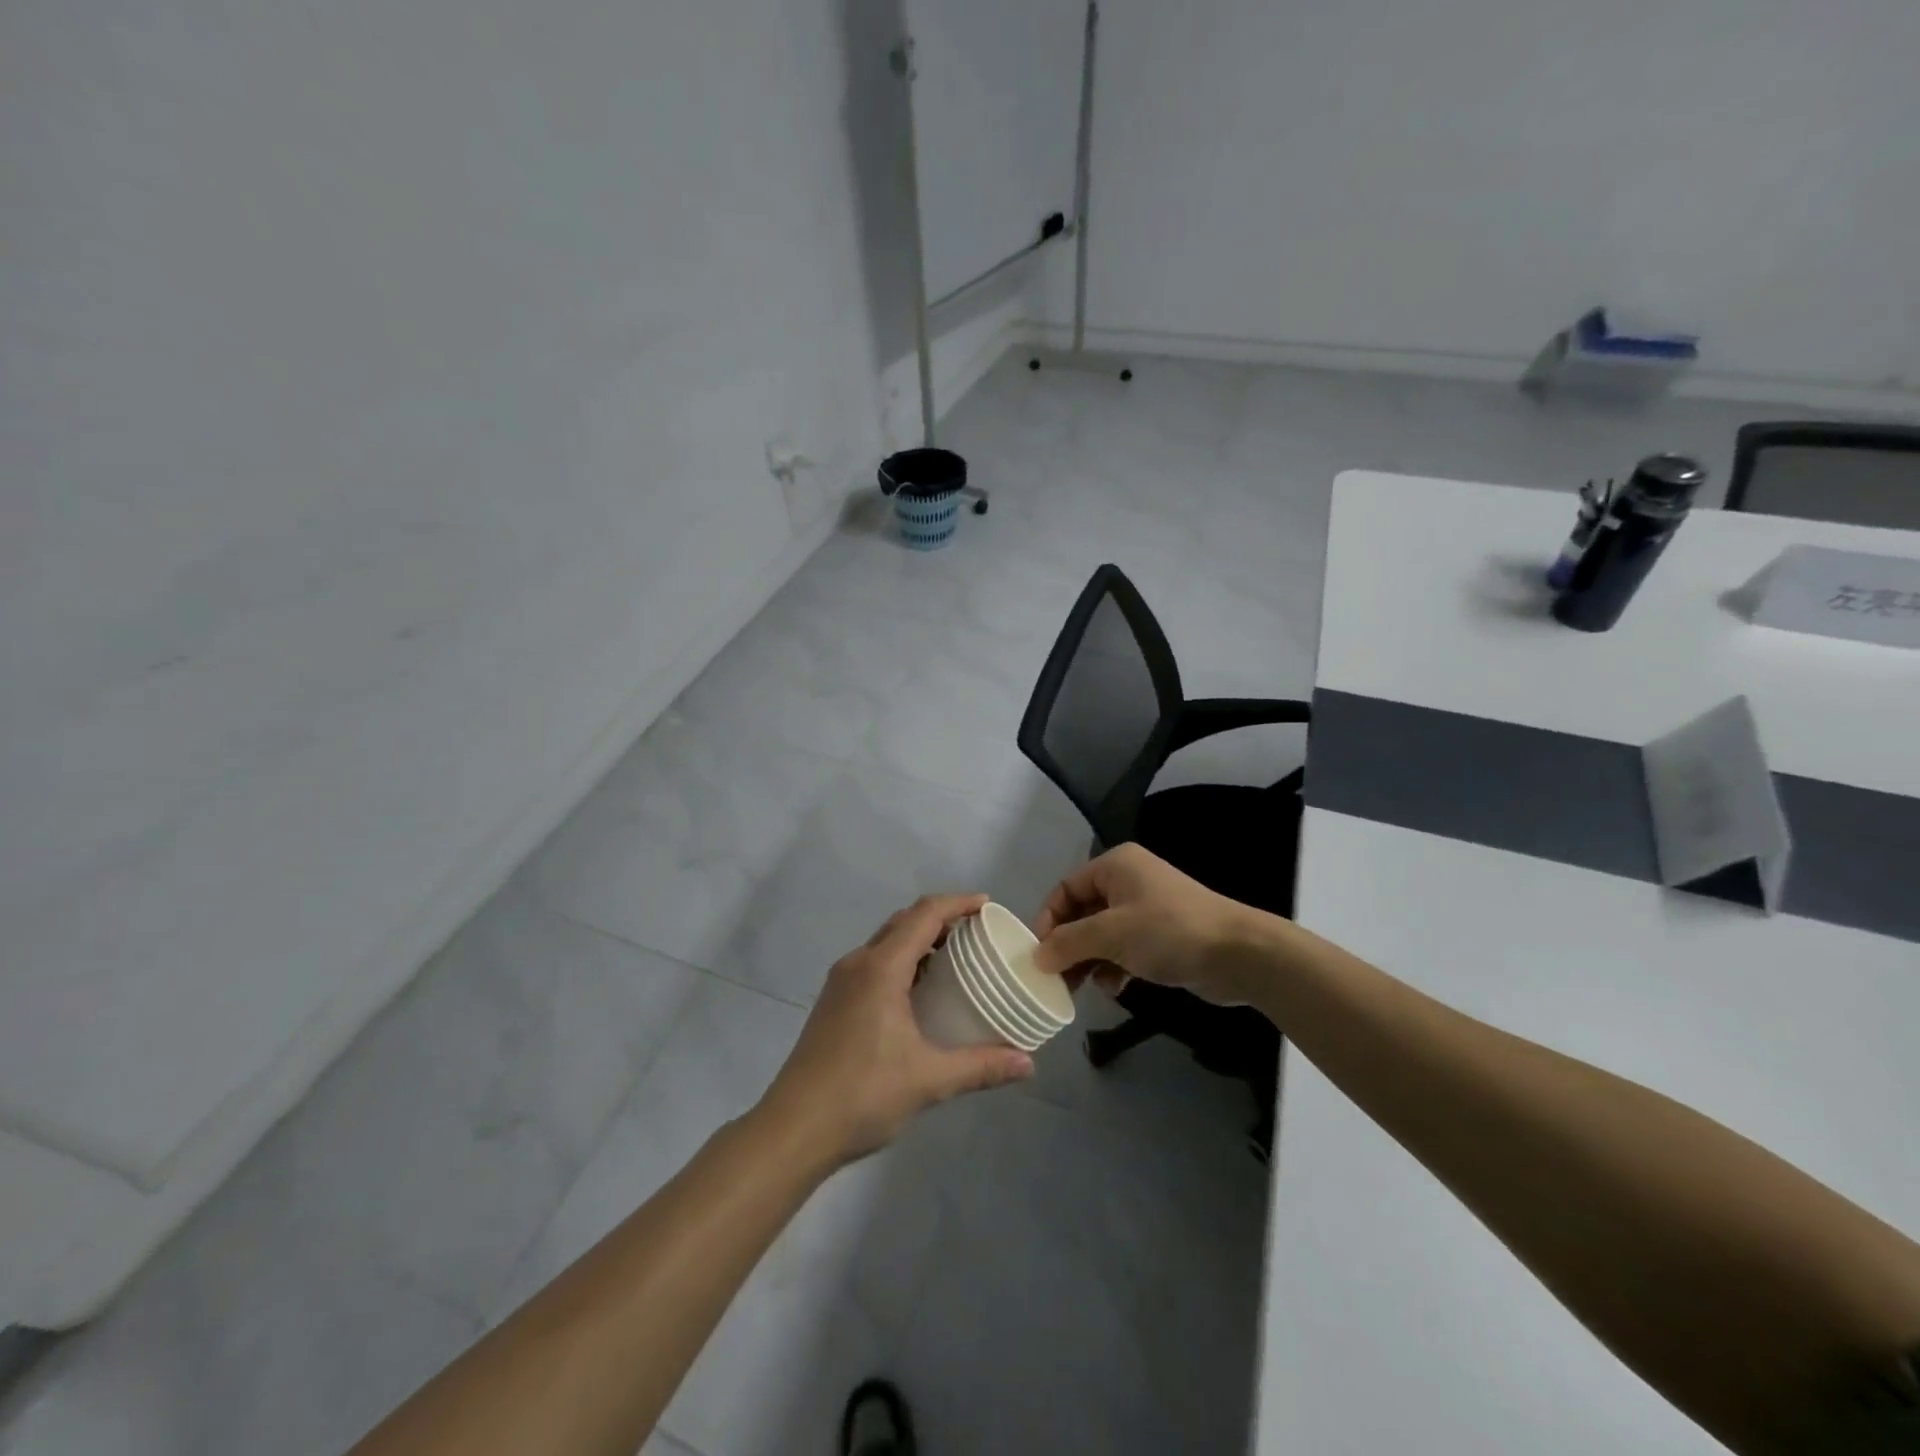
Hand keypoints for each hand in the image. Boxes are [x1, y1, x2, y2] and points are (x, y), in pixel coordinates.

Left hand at [757, 894, 1034, 1169]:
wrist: (793, 1129)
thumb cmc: (862, 1094)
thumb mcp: (928, 1080)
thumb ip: (980, 1066)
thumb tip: (1028, 1064)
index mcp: (880, 968)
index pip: (924, 915)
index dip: (958, 903)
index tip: (988, 905)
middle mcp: (858, 964)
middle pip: (903, 922)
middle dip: (941, 919)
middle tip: (977, 934)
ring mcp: (840, 982)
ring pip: (885, 942)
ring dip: (919, 940)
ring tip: (954, 960)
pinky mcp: (833, 1002)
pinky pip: (873, 963)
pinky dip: (901, 961)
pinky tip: (919, 993)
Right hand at [1032, 844, 1285, 1006]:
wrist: (1238, 954)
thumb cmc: (1169, 932)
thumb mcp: (1111, 934)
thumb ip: (1069, 943)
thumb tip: (1037, 956)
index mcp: (1115, 866)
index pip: (1066, 888)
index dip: (1048, 919)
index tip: (1037, 954)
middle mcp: (1128, 882)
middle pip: (1082, 912)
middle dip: (1067, 945)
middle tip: (1053, 978)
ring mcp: (1146, 909)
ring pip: (1101, 934)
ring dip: (1088, 960)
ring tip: (1079, 988)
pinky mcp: (1161, 936)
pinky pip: (1123, 948)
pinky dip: (1113, 966)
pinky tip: (1113, 987)